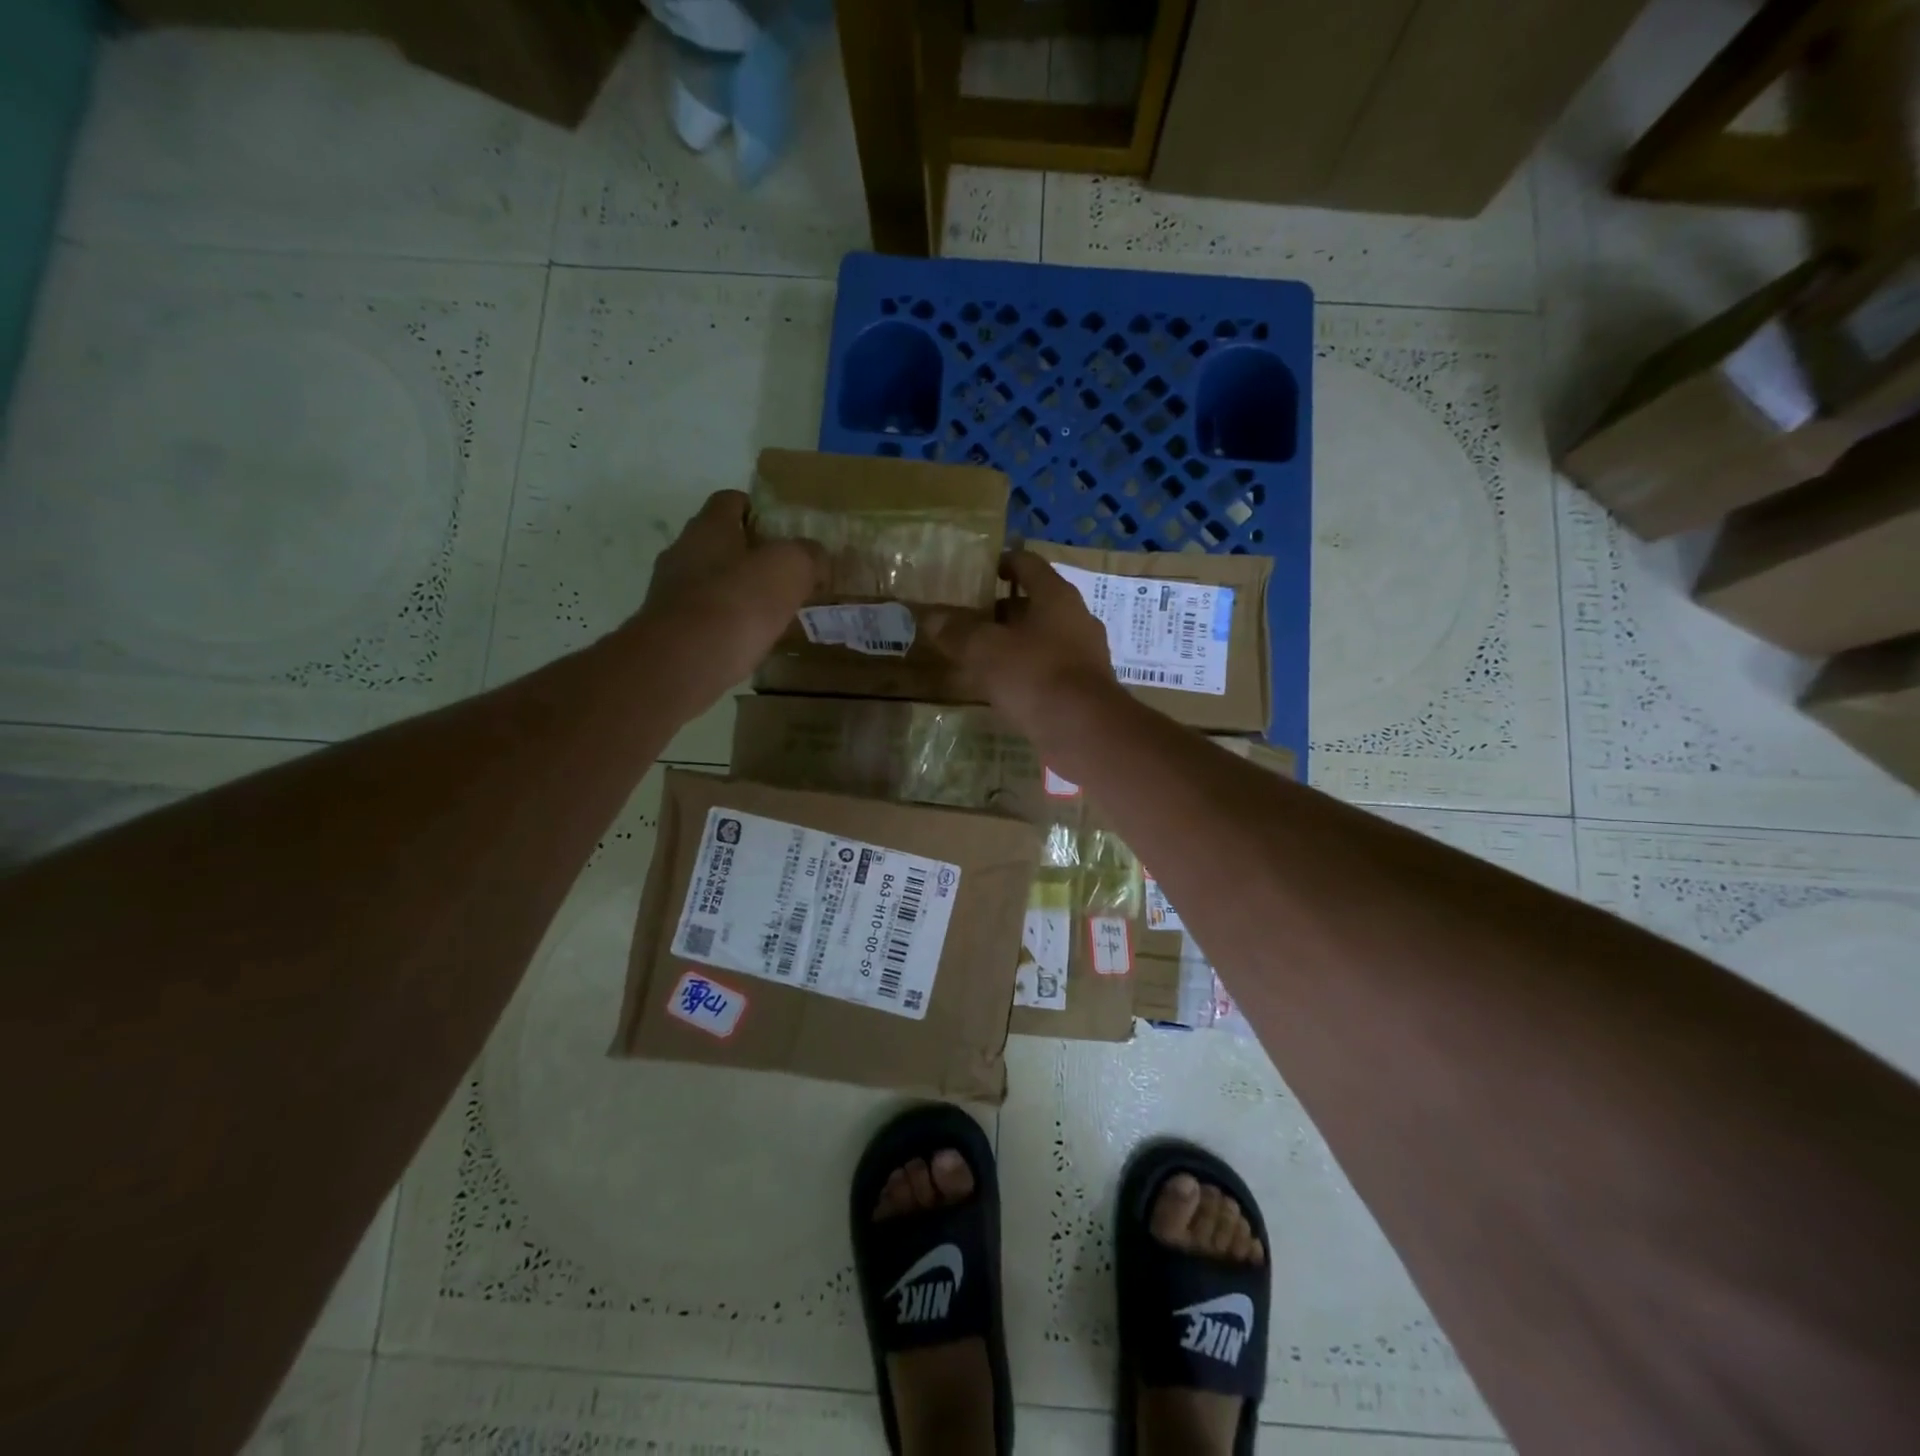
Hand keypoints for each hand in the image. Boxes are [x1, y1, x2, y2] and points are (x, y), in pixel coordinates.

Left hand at [631, 490, 822, 702]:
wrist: (682, 662)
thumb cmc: (738, 602)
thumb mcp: (790, 569)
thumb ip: (808, 555)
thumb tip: (815, 556)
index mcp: (709, 527)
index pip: (730, 501)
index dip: (757, 510)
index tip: (781, 530)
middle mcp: (682, 552)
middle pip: (718, 543)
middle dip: (748, 555)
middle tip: (783, 575)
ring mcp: (669, 593)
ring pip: (709, 582)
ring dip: (735, 592)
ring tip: (769, 613)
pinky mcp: (667, 630)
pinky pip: (703, 618)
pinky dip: (724, 624)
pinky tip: (746, 641)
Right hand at [929, 549, 1117, 727]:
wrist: (1085, 731)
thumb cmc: (1034, 675)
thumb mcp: (985, 650)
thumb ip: (957, 631)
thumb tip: (930, 617)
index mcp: (1056, 596)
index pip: (1028, 564)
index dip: (1003, 563)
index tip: (981, 572)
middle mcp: (1076, 618)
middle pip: (1037, 603)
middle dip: (1004, 610)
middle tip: (972, 621)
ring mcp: (1086, 654)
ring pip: (1044, 638)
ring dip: (1016, 643)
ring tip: (983, 656)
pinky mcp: (1086, 687)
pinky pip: (1051, 669)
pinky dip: (1028, 671)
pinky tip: (1006, 688)